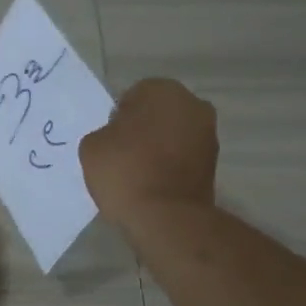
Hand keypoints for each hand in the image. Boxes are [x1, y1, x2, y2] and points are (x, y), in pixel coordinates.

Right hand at [79, 78, 218, 223]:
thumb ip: (105, 132)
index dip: (118, 119)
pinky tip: (154, 184)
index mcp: (162, 89)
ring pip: (173, 134)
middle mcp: (192, 104)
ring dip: (159, 147)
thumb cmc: (124, 171)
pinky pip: (183, 156)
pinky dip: (171, 165)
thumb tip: (119, 137)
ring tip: (139, 173)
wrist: (165, 216)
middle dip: (143, 128)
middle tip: (123, 155)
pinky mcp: (214, 163)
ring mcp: (208, 134)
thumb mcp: (91, 146)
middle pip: (157, 113)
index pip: (132, 96)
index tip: (110, 142)